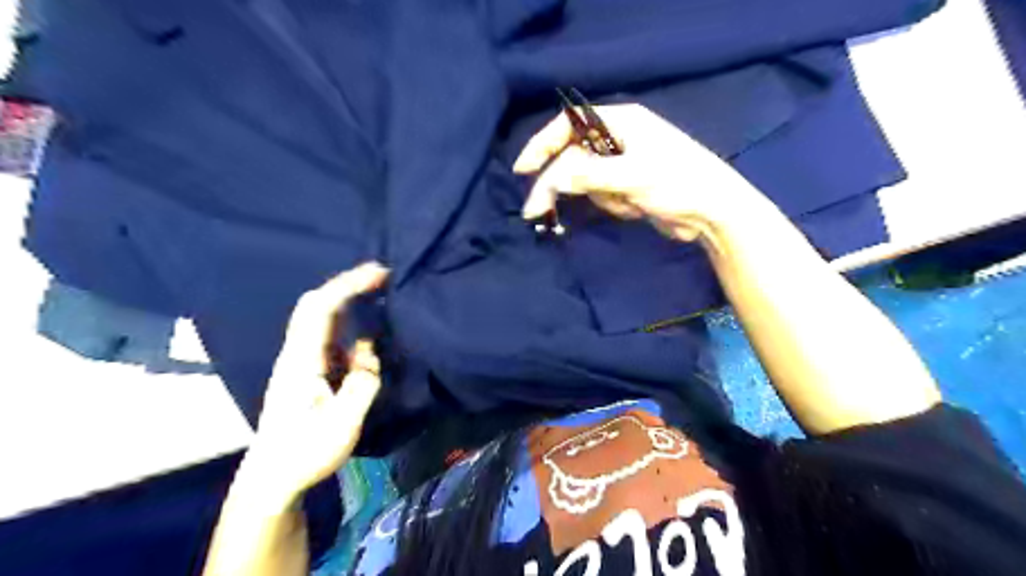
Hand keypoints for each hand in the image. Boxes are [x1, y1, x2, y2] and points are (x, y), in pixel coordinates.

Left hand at [238, 261, 390, 504]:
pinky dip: (349, 324)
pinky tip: (367, 332)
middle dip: (347, 284)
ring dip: (348, 301)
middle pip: (314, 304)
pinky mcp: (307, 371)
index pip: (321, 308)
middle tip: (381, 277)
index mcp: (302, 360)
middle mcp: (297, 353)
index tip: (380, 274)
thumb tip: (369, 353)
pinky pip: (329, 336)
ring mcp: (300, 361)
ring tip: (379, 296)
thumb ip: (361, 384)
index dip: (349, 285)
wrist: (272, 478)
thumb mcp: (343, 423)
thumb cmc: (304, 453)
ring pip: (321, 318)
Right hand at [518, 104, 764, 243]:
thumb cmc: (678, 183)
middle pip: (572, 157)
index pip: (569, 126)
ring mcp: (621, 163)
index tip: (523, 169)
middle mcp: (618, 138)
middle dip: (561, 184)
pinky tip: (636, 208)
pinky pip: (601, 195)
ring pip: (585, 181)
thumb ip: (587, 176)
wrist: (713, 213)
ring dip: (601, 198)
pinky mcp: (626, 185)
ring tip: (630, 202)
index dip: (542, 145)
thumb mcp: (632, 176)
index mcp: (621, 121)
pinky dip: (613, 206)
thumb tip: (549, 180)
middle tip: (535, 211)